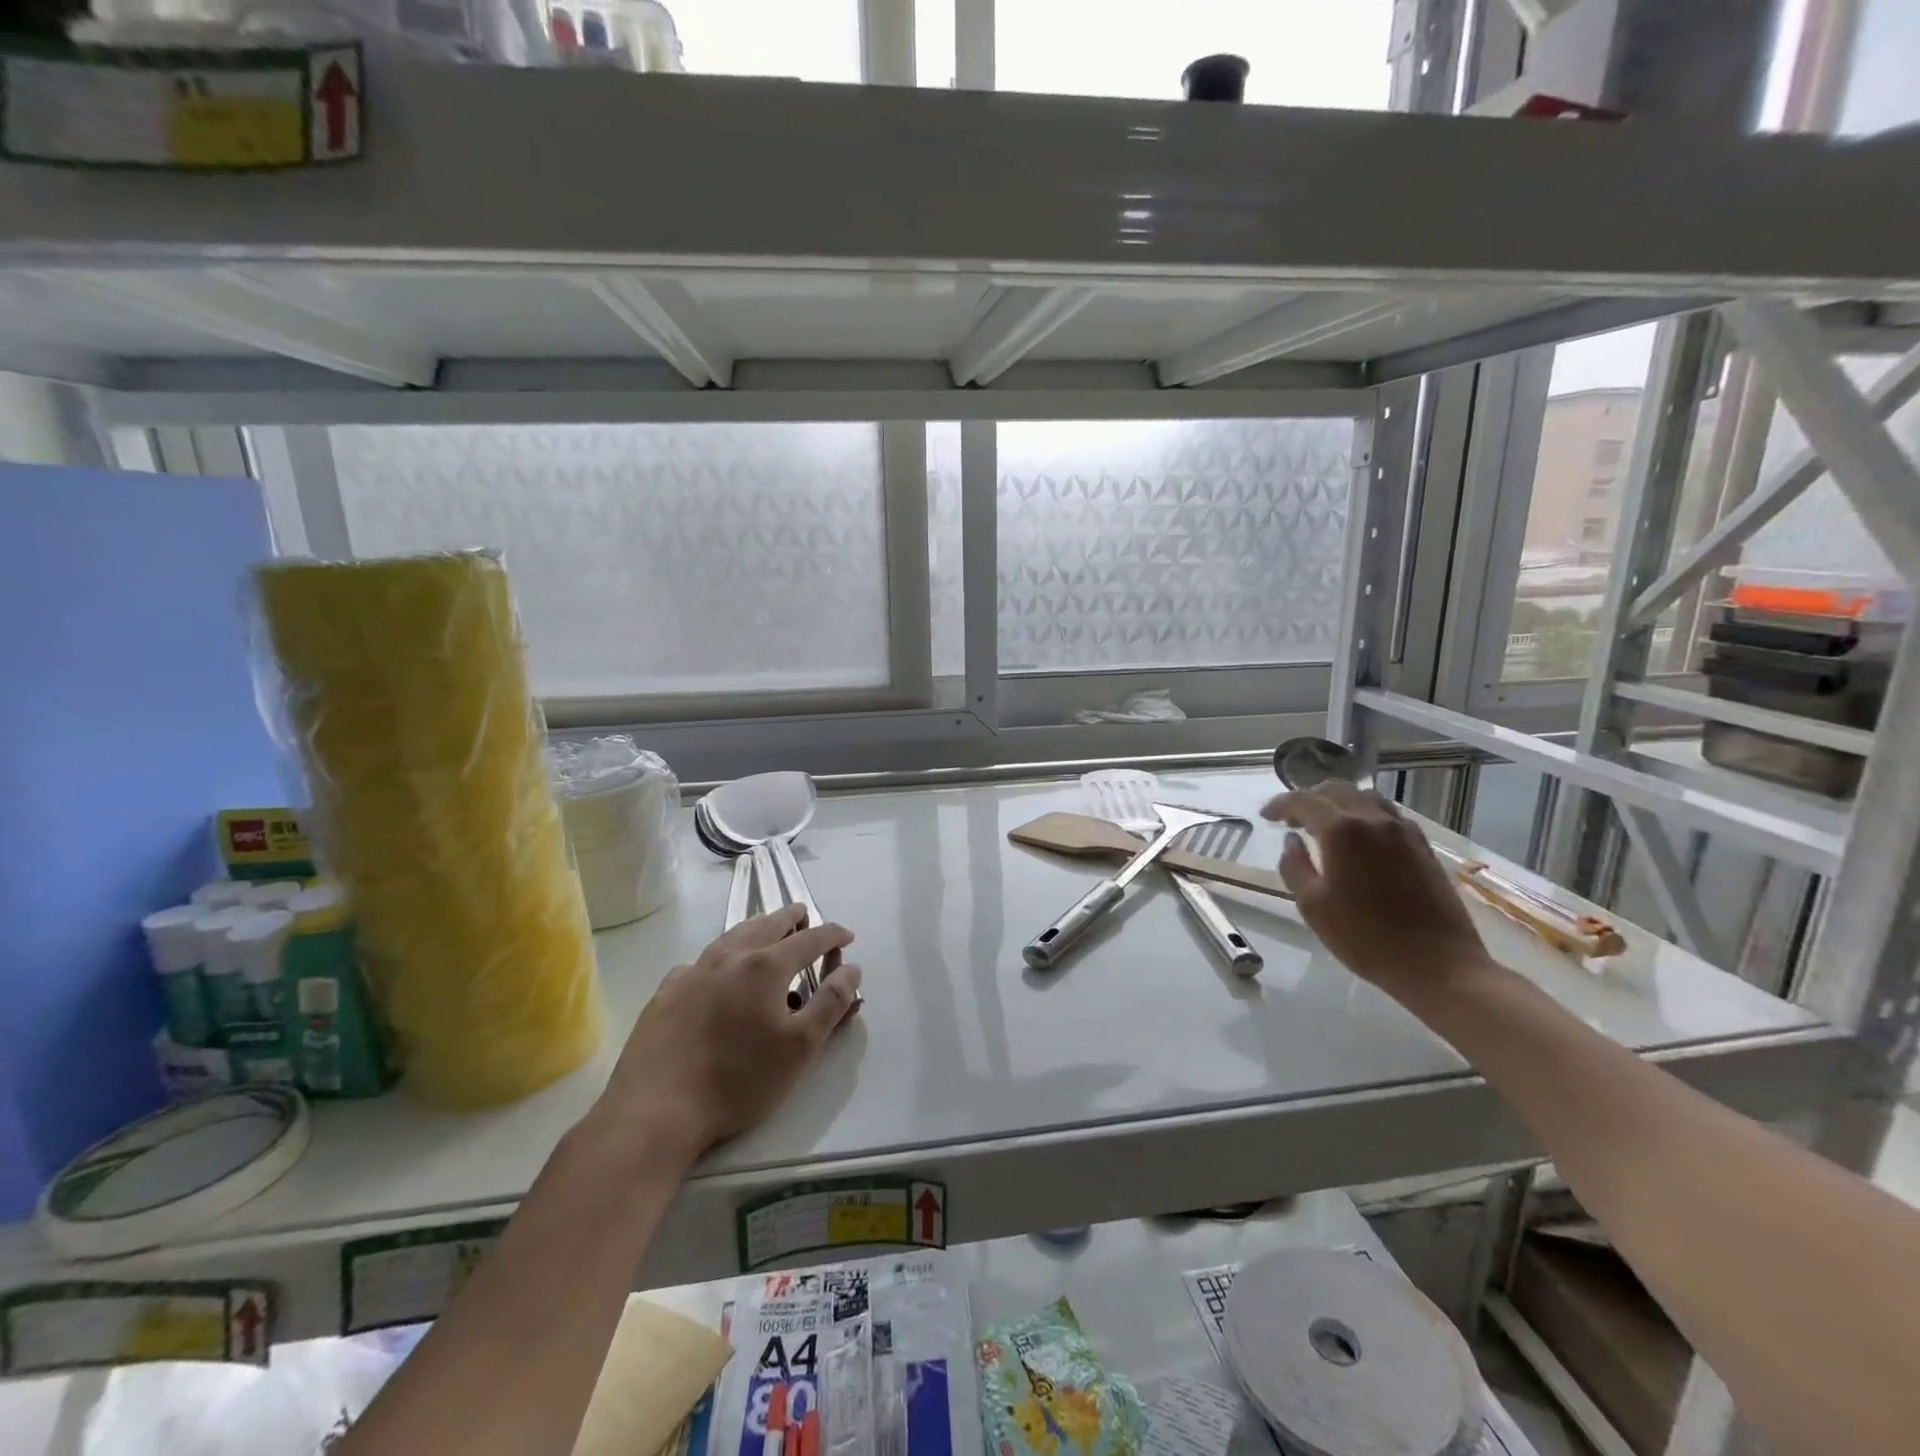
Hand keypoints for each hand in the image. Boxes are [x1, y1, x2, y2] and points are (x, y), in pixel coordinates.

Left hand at [594, 906, 861, 1163]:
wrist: (655, 1111)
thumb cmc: (738, 1080)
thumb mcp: (800, 1047)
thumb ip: (831, 1003)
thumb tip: (851, 969)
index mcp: (766, 966)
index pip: (810, 938)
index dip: (832, 934)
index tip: (847, 936)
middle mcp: (730, 957)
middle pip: (768, 924)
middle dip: (792, 918)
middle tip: (806, 919)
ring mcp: (693, 972)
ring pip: (732, 936)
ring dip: (756, 929)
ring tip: (767, 933)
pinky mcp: (666, 993)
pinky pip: (700, 963)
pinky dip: (720, 959)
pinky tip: (717, 975)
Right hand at [1262, 782, 1490, 1000]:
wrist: (1437, 964)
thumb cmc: (1365, 937)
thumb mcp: (1312, 906)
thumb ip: (1294, 867)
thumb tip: (1292, 842)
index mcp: (1342, 831)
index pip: (1303, 801)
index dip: (1280, 805)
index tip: (1266, 817)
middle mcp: (1373, 820)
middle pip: (1337, 791)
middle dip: (1309, 798)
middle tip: (1293, 820)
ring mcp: (1403, 831)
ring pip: (1366, 798)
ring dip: (1340, 803)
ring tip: (1326, 825)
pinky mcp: (1423, 847)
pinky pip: (1389, 815)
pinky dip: (1366, 815)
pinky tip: (1361, 839)